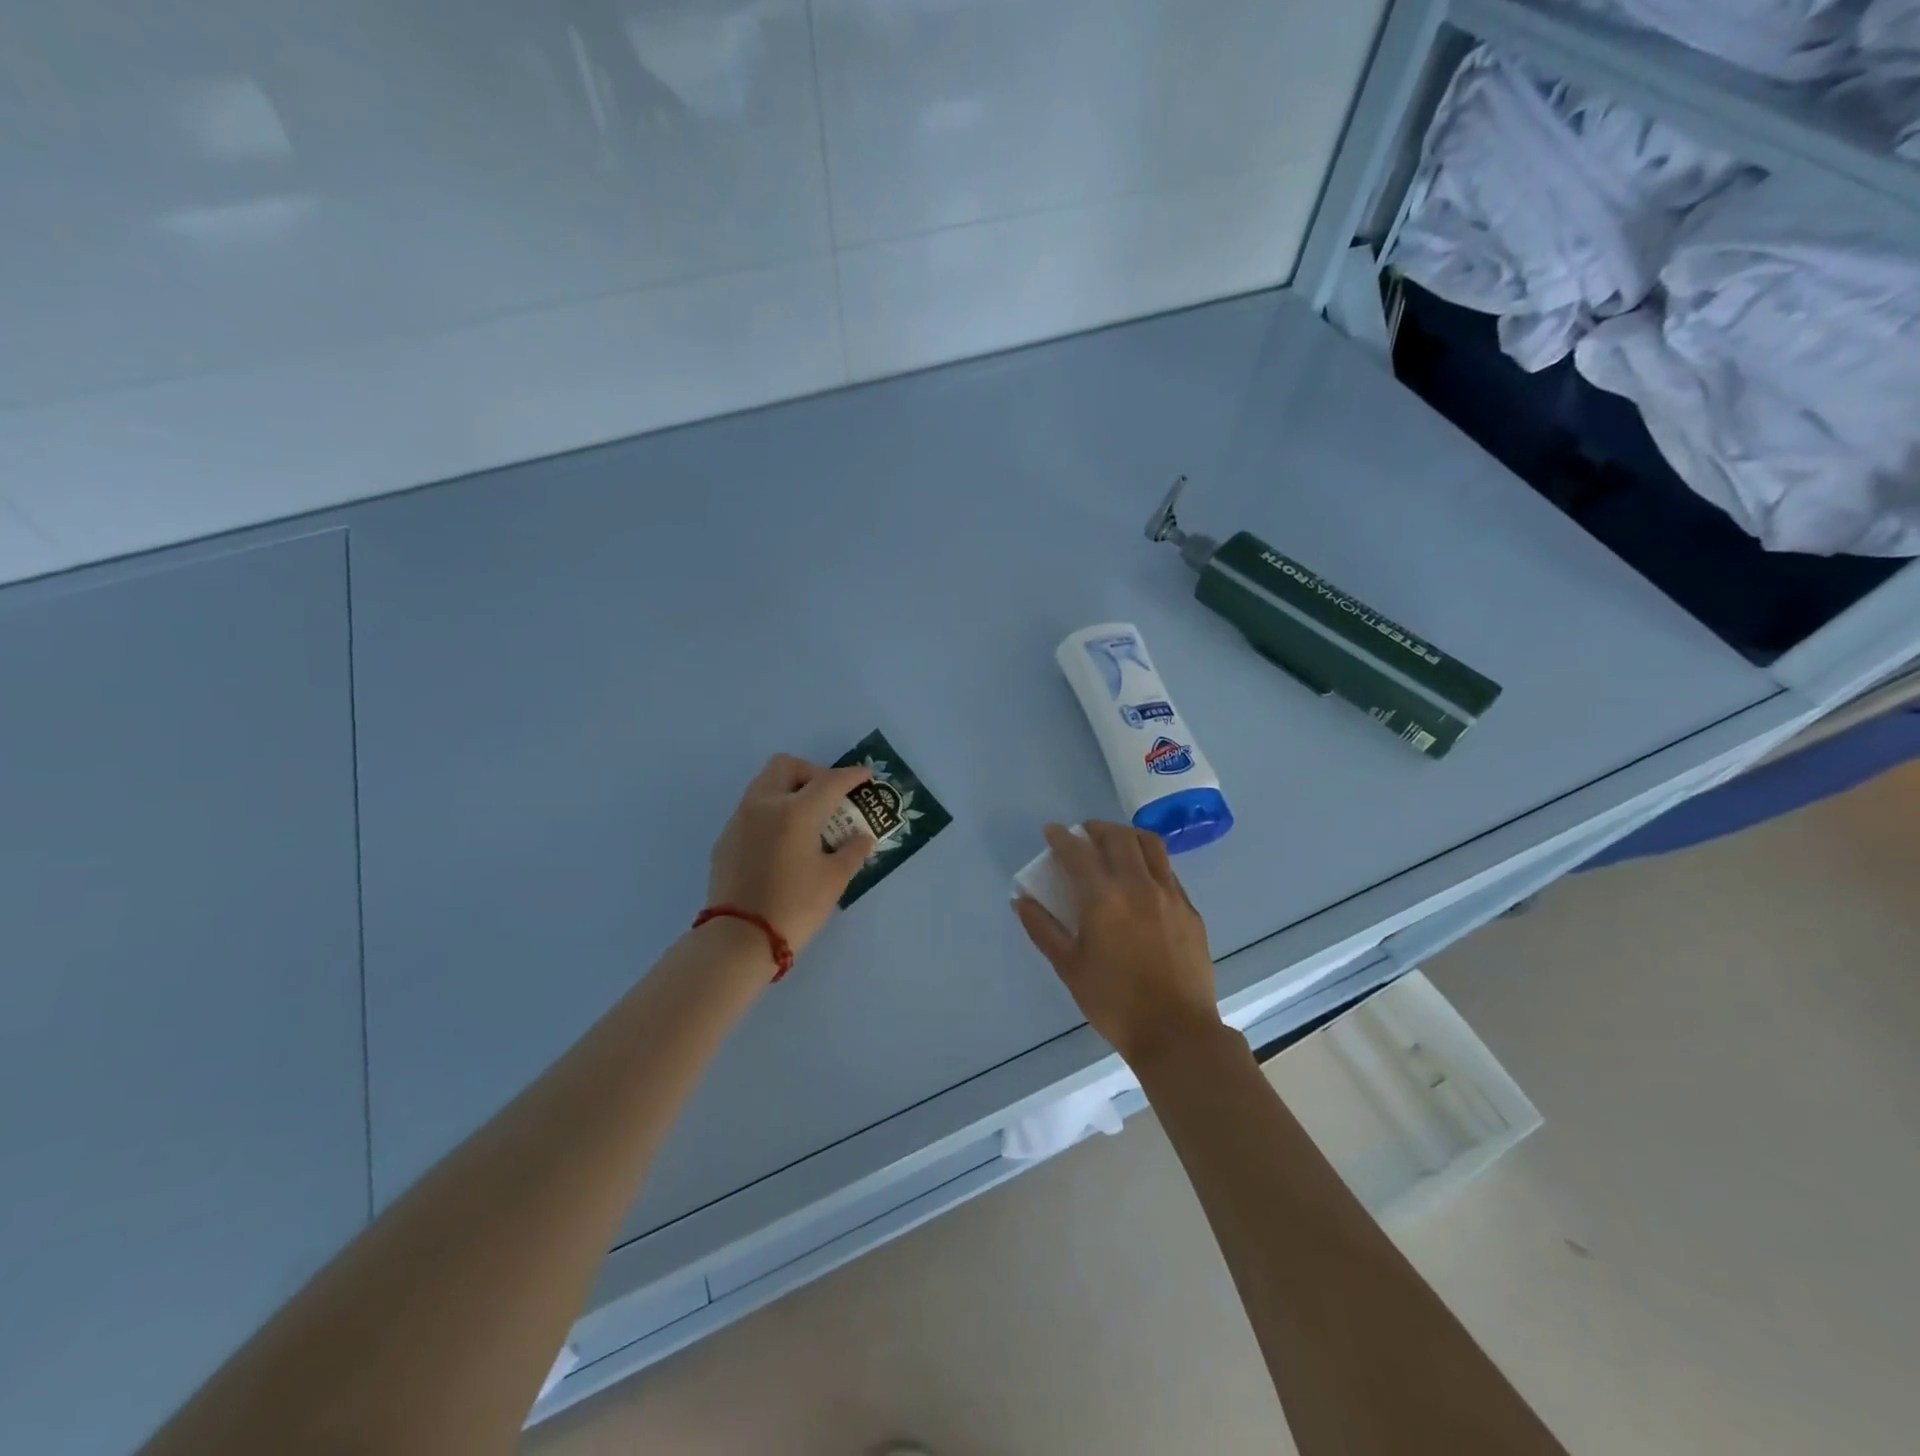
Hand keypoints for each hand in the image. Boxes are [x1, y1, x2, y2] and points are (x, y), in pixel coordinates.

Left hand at [707, 754, 876, 957]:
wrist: (738, 939)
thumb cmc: (794, 906)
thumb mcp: (834, 880)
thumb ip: (852, 851)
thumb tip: (862, 837)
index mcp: (795, 811)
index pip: (829, 781)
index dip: (851, 776)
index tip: (866, 776)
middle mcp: (764, 805)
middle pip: (786, 766)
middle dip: (812, 772)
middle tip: (829, 796)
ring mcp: (739, 820)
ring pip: (764, 784)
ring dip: (788, 789)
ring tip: (807, 817)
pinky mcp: (725, 839)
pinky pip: (751, 810)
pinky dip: (771, 811)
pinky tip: (782, 841)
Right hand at [1013, 821, 1223, 1068]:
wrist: (1176, 1032)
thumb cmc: (1114, 1003)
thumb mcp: (1069, 968)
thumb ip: (1043, 929)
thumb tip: (1021, 901)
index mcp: (1104, 899)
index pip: (1078, 852)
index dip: (1061, 837)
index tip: (1052, 831)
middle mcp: (1138, 886)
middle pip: (1117, 838)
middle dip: (1096, 829)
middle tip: (1083, 835)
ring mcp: (1169, 895)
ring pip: (1150, 845)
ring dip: (1127, 836)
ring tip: (1115, 844)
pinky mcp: (1190, 910)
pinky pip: (1168, 870)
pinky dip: (1149, 861)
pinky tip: (1142, 878)